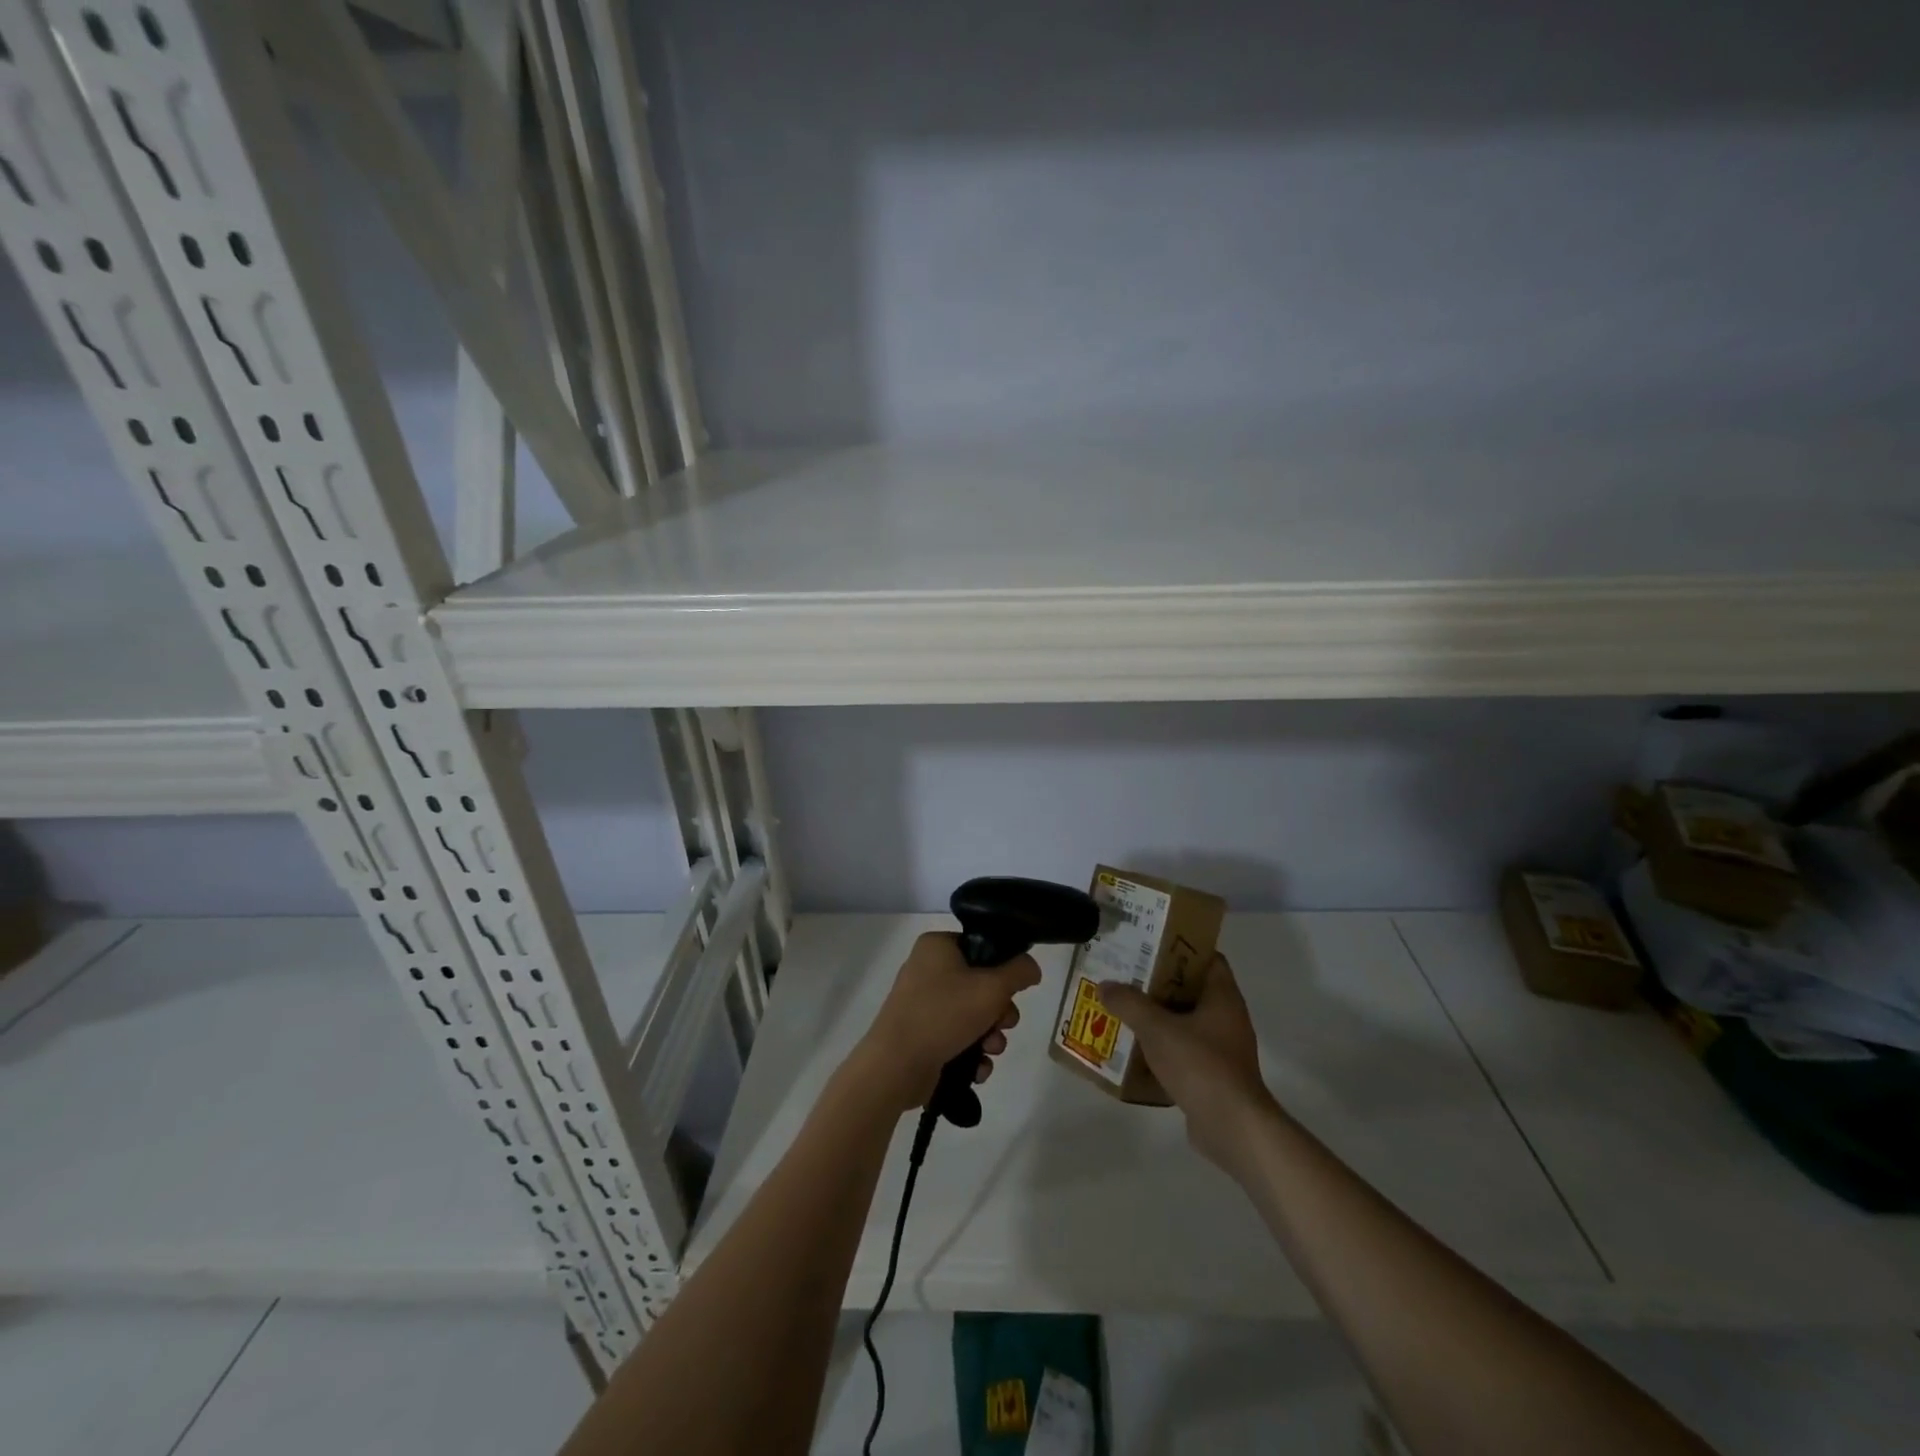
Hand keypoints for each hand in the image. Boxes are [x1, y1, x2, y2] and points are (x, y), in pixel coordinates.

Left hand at [850, 932, 1041, 1113]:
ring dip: (990, 1035)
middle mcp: (927, 969)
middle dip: (1000, 1011)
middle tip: (1004, 1023)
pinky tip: (977, 1068)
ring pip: (972, 1014)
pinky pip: (957, 1037)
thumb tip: (1031, 967)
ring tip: (990, 1050)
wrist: (896, 1066)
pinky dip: (971, 1052)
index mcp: (937, 946)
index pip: (981, 947)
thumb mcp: (992, 988)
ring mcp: (922, 1004)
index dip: (1003, 968)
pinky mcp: (922, 1035)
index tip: (1014, 989)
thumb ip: (1019, 972)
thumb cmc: (944, 1014)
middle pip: (981, 984)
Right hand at [1100, 954, 1278, 1170]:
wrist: (1233, 1128)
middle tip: (1126, 975)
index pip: (1206, 957)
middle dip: (1159, 982)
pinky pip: (1184, 1050)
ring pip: (1185, 1021)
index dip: (1179, 947)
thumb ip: (1129, 1004)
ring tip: (1124, 1009)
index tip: (1149, 944)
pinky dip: (1163, 1047)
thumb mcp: (1157, 1029)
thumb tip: (1105, 985)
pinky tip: (1135, 1048)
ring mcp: (1222, 1048)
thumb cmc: (1200, 1065)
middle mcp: (1227, 1017)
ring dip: (1158, 1016)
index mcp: (1222, 996)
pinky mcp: (1214, 1075)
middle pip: (1191, 988)